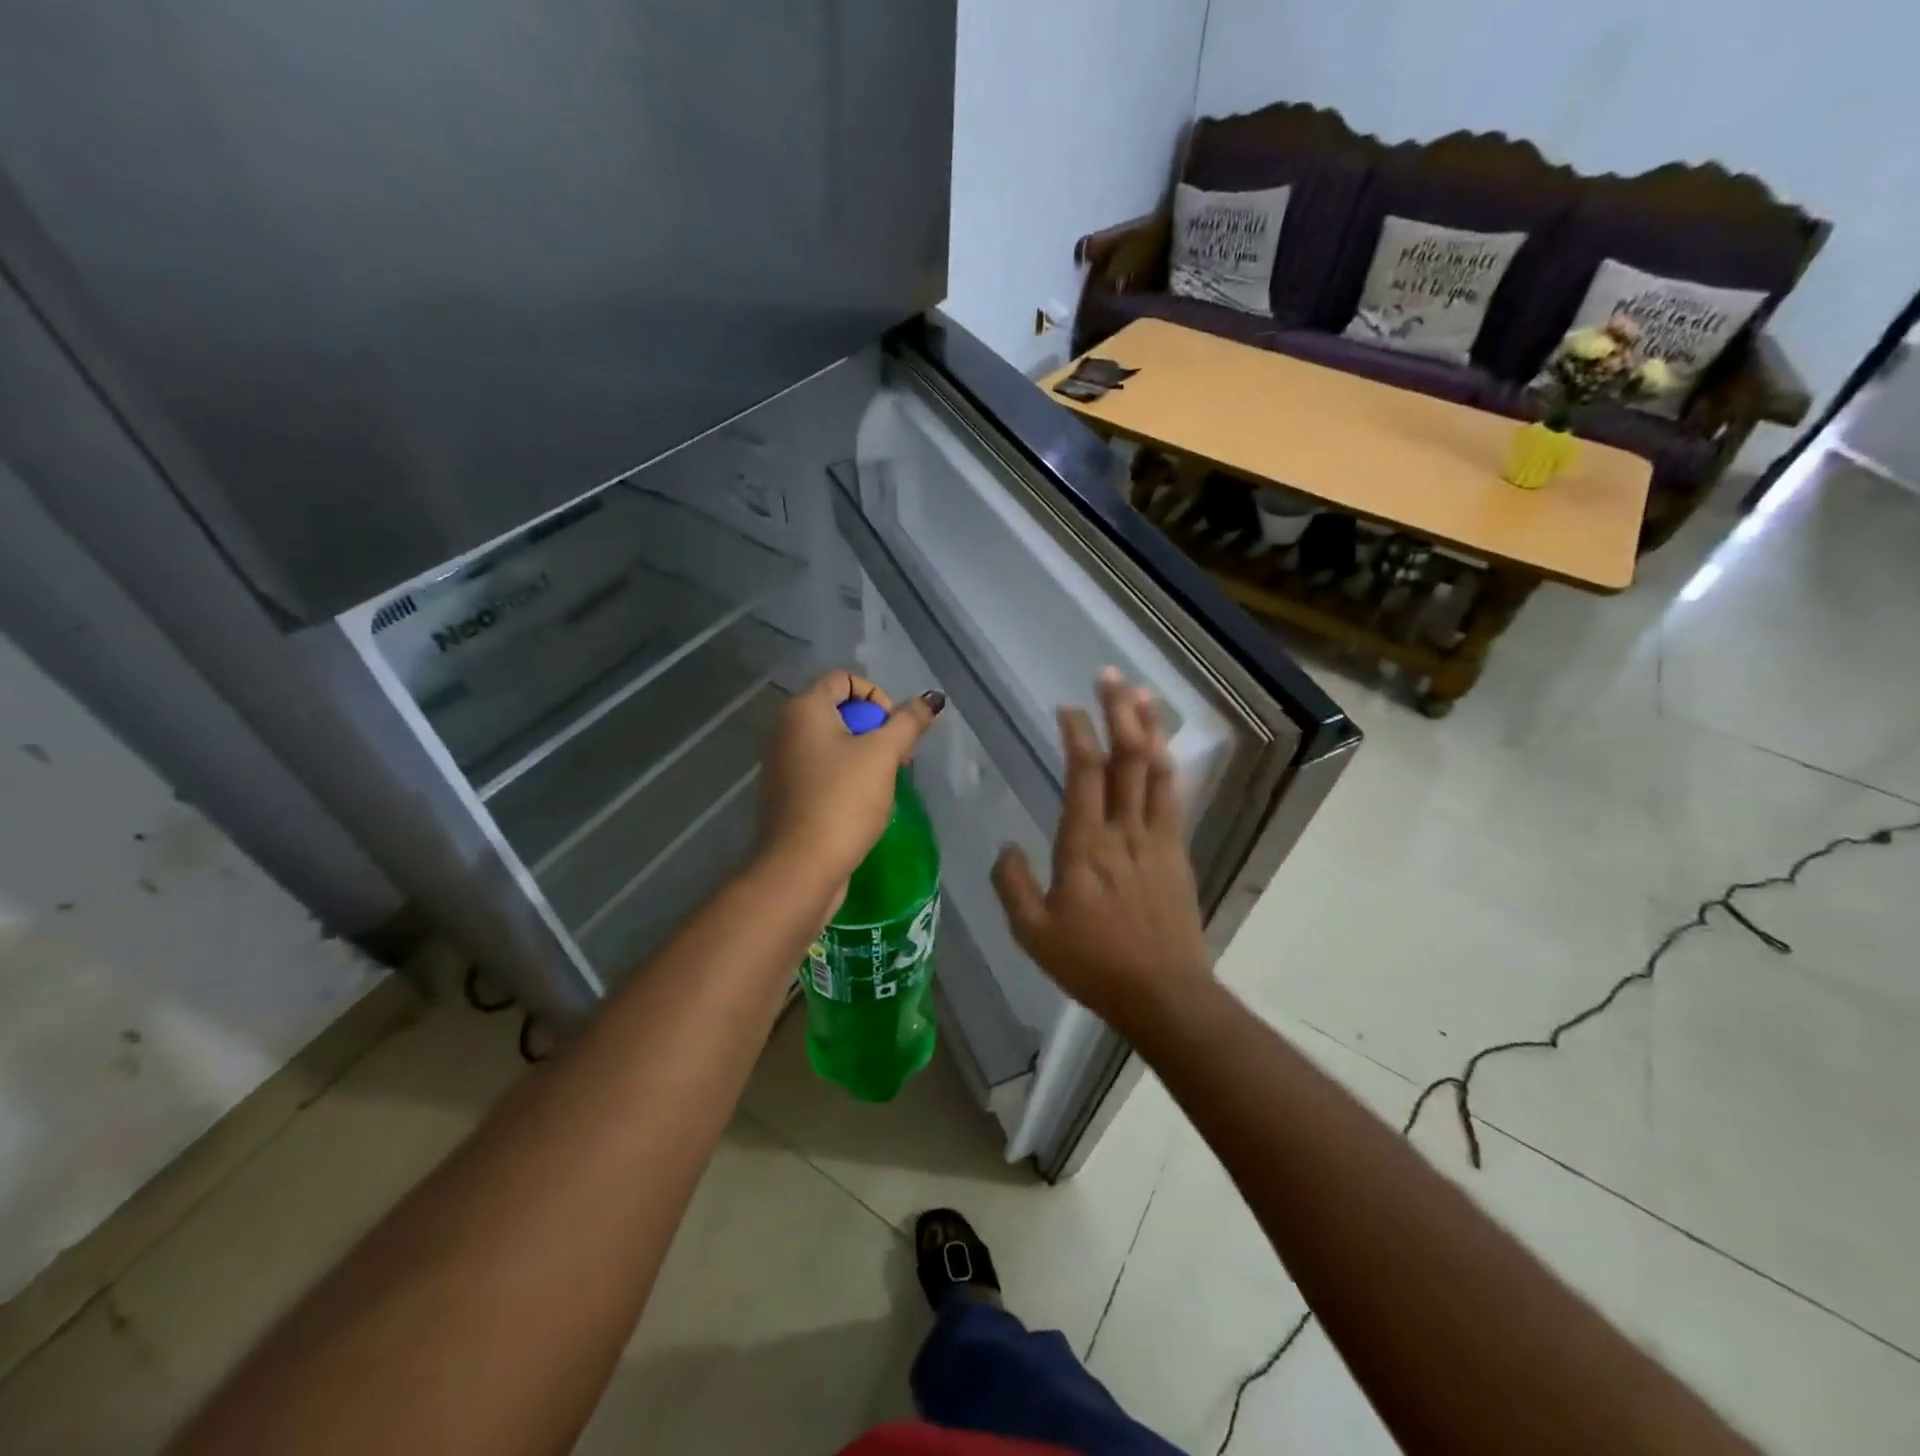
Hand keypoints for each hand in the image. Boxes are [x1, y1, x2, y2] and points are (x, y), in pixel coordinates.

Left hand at [758, 670, 943, 897]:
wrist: (801, 867)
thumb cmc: (843, 800)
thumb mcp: (884, 755)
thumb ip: (908, 722)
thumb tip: (931, 699)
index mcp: (803, 710)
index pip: (844, 679)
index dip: (876, 696)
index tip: (893, 729)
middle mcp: (785, 730)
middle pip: (840, 712)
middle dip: (875, 730)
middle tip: (896, 760)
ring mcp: (782, 764)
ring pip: (833, 744)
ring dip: (864, 757)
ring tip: (883, 785)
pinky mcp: (787, 794)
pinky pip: (822, 771)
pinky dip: (845, 778)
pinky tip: (862, 805)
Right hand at [991, 671, 1211, 1031]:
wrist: (1163, 994)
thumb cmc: (1093, 964)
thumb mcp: (1033, 933)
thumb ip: (1012, 885)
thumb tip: (1008, 846)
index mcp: (1084, 846)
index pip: (1084, 774)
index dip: (1077, 734)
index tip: (1067, 707)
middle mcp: (1123, 831)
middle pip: (1126, 758)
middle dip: (1118, 711)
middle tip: (1109, 675)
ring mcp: (1156, 838)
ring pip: (1155, 770)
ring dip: (1148, 727)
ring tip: (1141, 693)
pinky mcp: (1177, 852)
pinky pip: (1173, 797)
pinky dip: (1166, 765)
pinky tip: (1162, 748)